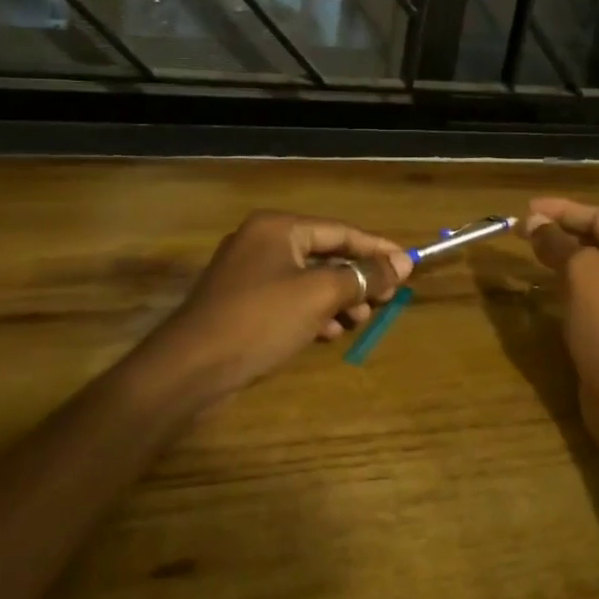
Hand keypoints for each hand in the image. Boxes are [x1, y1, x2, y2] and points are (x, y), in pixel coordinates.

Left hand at [152, 211, 411, 399]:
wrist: (189, 370)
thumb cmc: (260, 320)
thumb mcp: (320, 295)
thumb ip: (364, 275)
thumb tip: (403, 262)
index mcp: (278, 228)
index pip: (341, 231)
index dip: (377, 248)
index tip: (409, 264)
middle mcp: (262, 242)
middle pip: (326, 254)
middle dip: (358, 279)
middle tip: (386, 301)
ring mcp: (249, 274)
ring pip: (309, 280)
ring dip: (339, 300)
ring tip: (358, 322)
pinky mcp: (242, 304)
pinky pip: (290, 299)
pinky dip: (313, 313)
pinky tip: (328, 334)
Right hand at [523, 198, 598, 417]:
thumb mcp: (584, 276)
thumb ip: (561, 244)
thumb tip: (536, 223)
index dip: (563, 209)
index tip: (528, 208)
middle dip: (561, 229)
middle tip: (524, 227)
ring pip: (593, 264)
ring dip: (562, 252)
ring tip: (530, 246)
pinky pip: (590, 289)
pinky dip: (567, 278)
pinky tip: (546, 279)